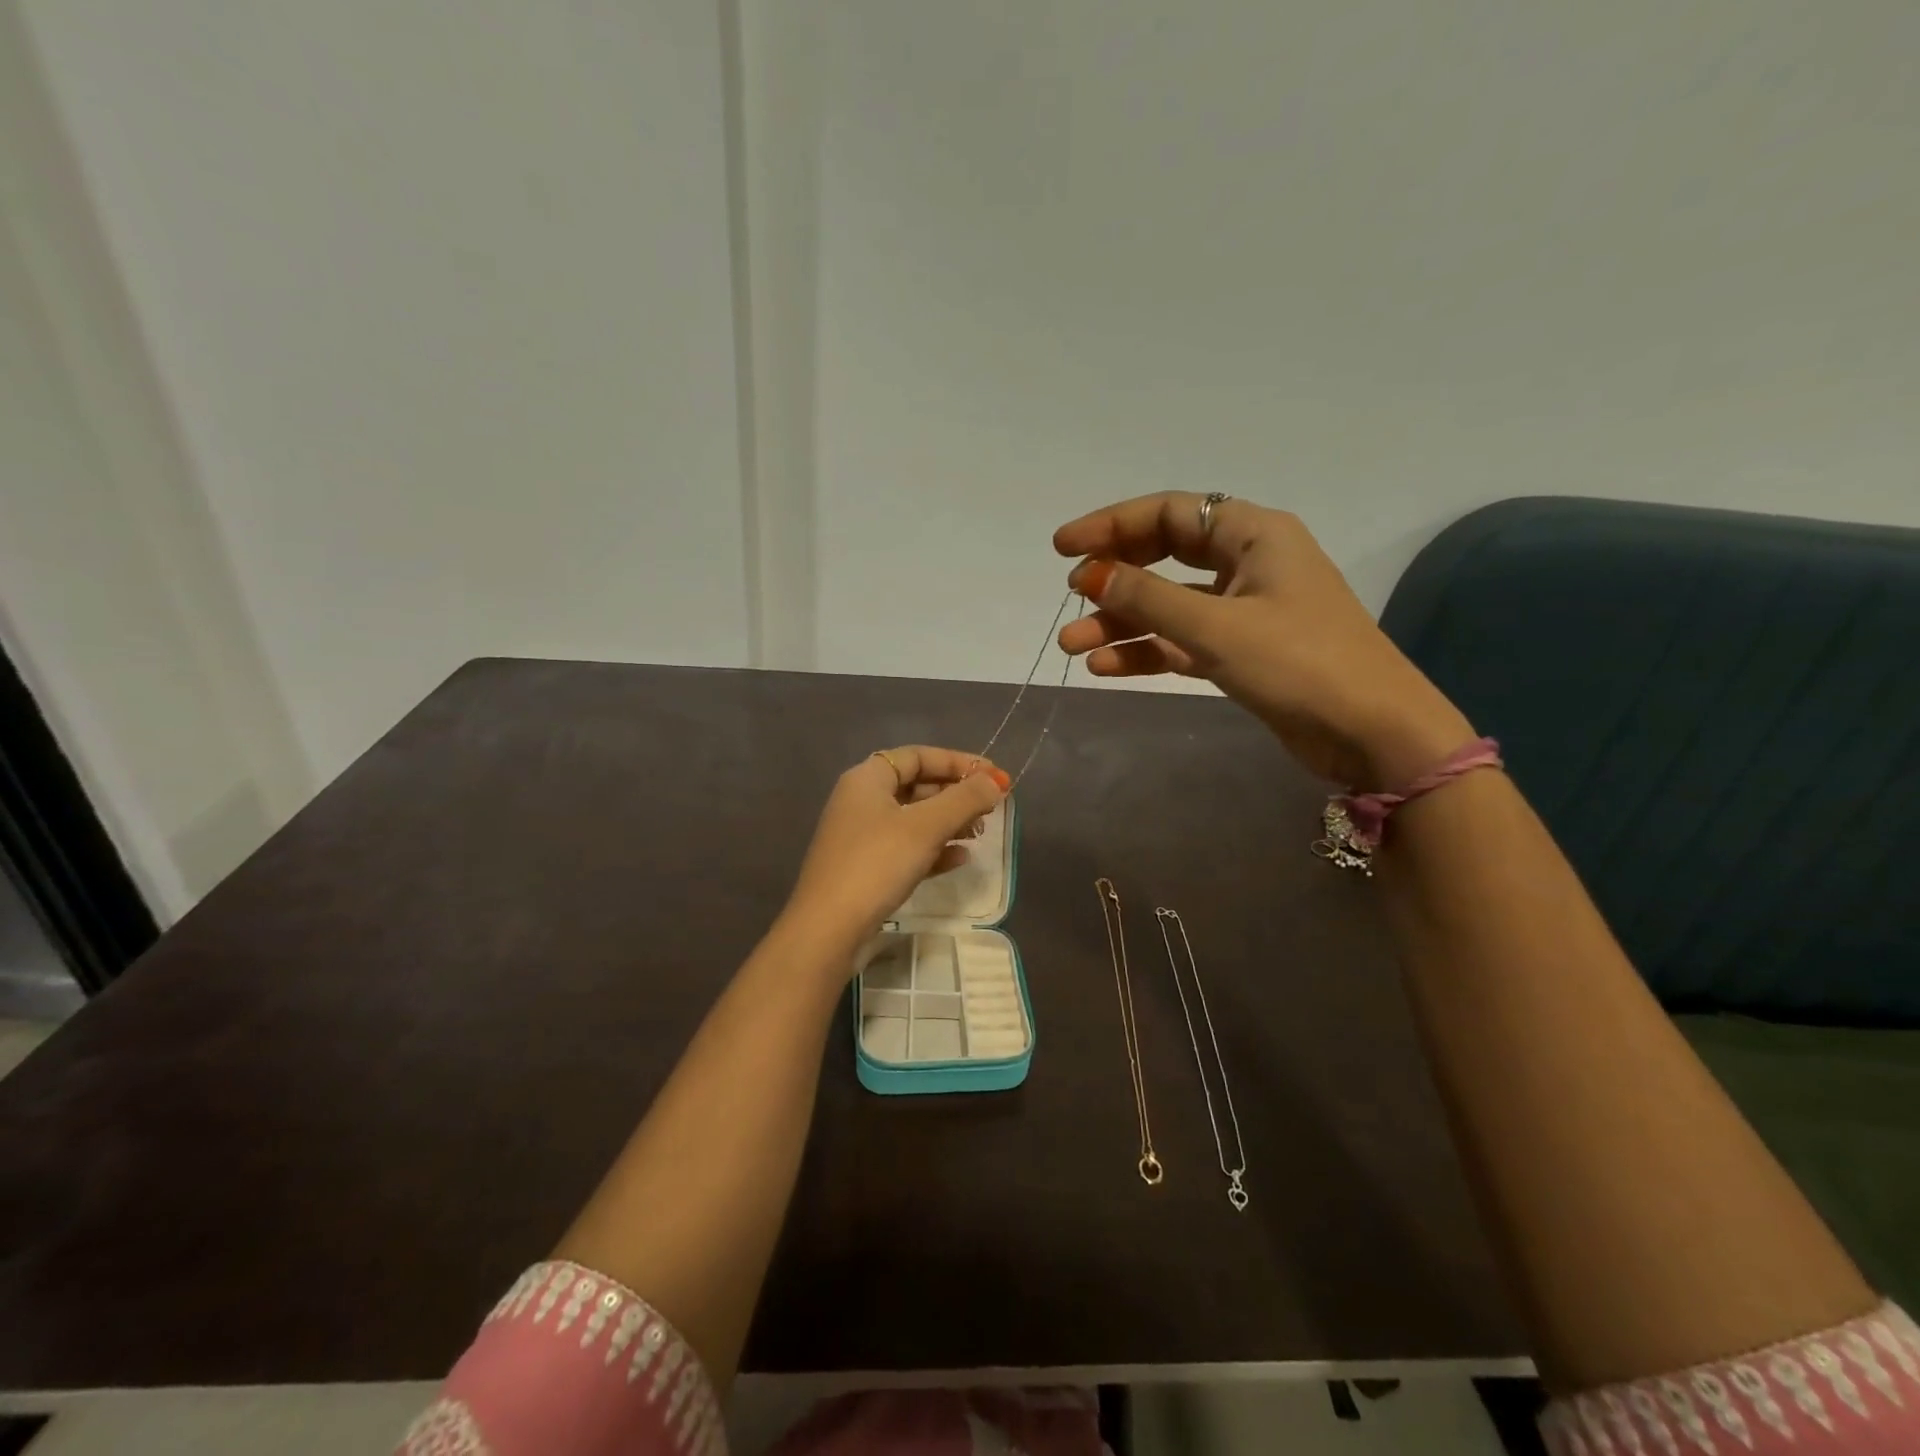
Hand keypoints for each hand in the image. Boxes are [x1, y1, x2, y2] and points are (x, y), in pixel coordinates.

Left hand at [784, 746, 1008, 962]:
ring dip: (949, 822)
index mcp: (867, 779)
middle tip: (990, 808)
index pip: (917, 755)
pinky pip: (907, 848)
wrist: (828, 929)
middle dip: (956, 794)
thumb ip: (965, 799)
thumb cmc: (876, 864)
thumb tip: (996, 780)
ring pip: (914, 819)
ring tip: (980, 833)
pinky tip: (960, 859)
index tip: (993, 775)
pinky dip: (934, 849)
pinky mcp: (866, 869)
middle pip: (917, 785)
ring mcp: (862, 837)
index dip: (957, 761)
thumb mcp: (926, 827)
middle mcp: (861, 801)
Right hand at [1054, 492, 1473, 787]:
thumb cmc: (1299, 663)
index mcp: (1253, 534)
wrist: (1372, 733)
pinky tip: (1106, 667)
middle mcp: (1247, 563)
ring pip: (1168, 604)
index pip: (1169, 514)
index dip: (1111, 525)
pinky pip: (1181, 640)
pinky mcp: (1241, 651)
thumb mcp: (1216, 626)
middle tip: (1070, 595)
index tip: (1063, 548)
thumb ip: (1148, 598)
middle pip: (1164, 555)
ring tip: (1072, 646)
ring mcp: (1244, 609)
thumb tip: (1090, 574)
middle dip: (1114, 577)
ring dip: (1121, 622)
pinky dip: (1146, 651)